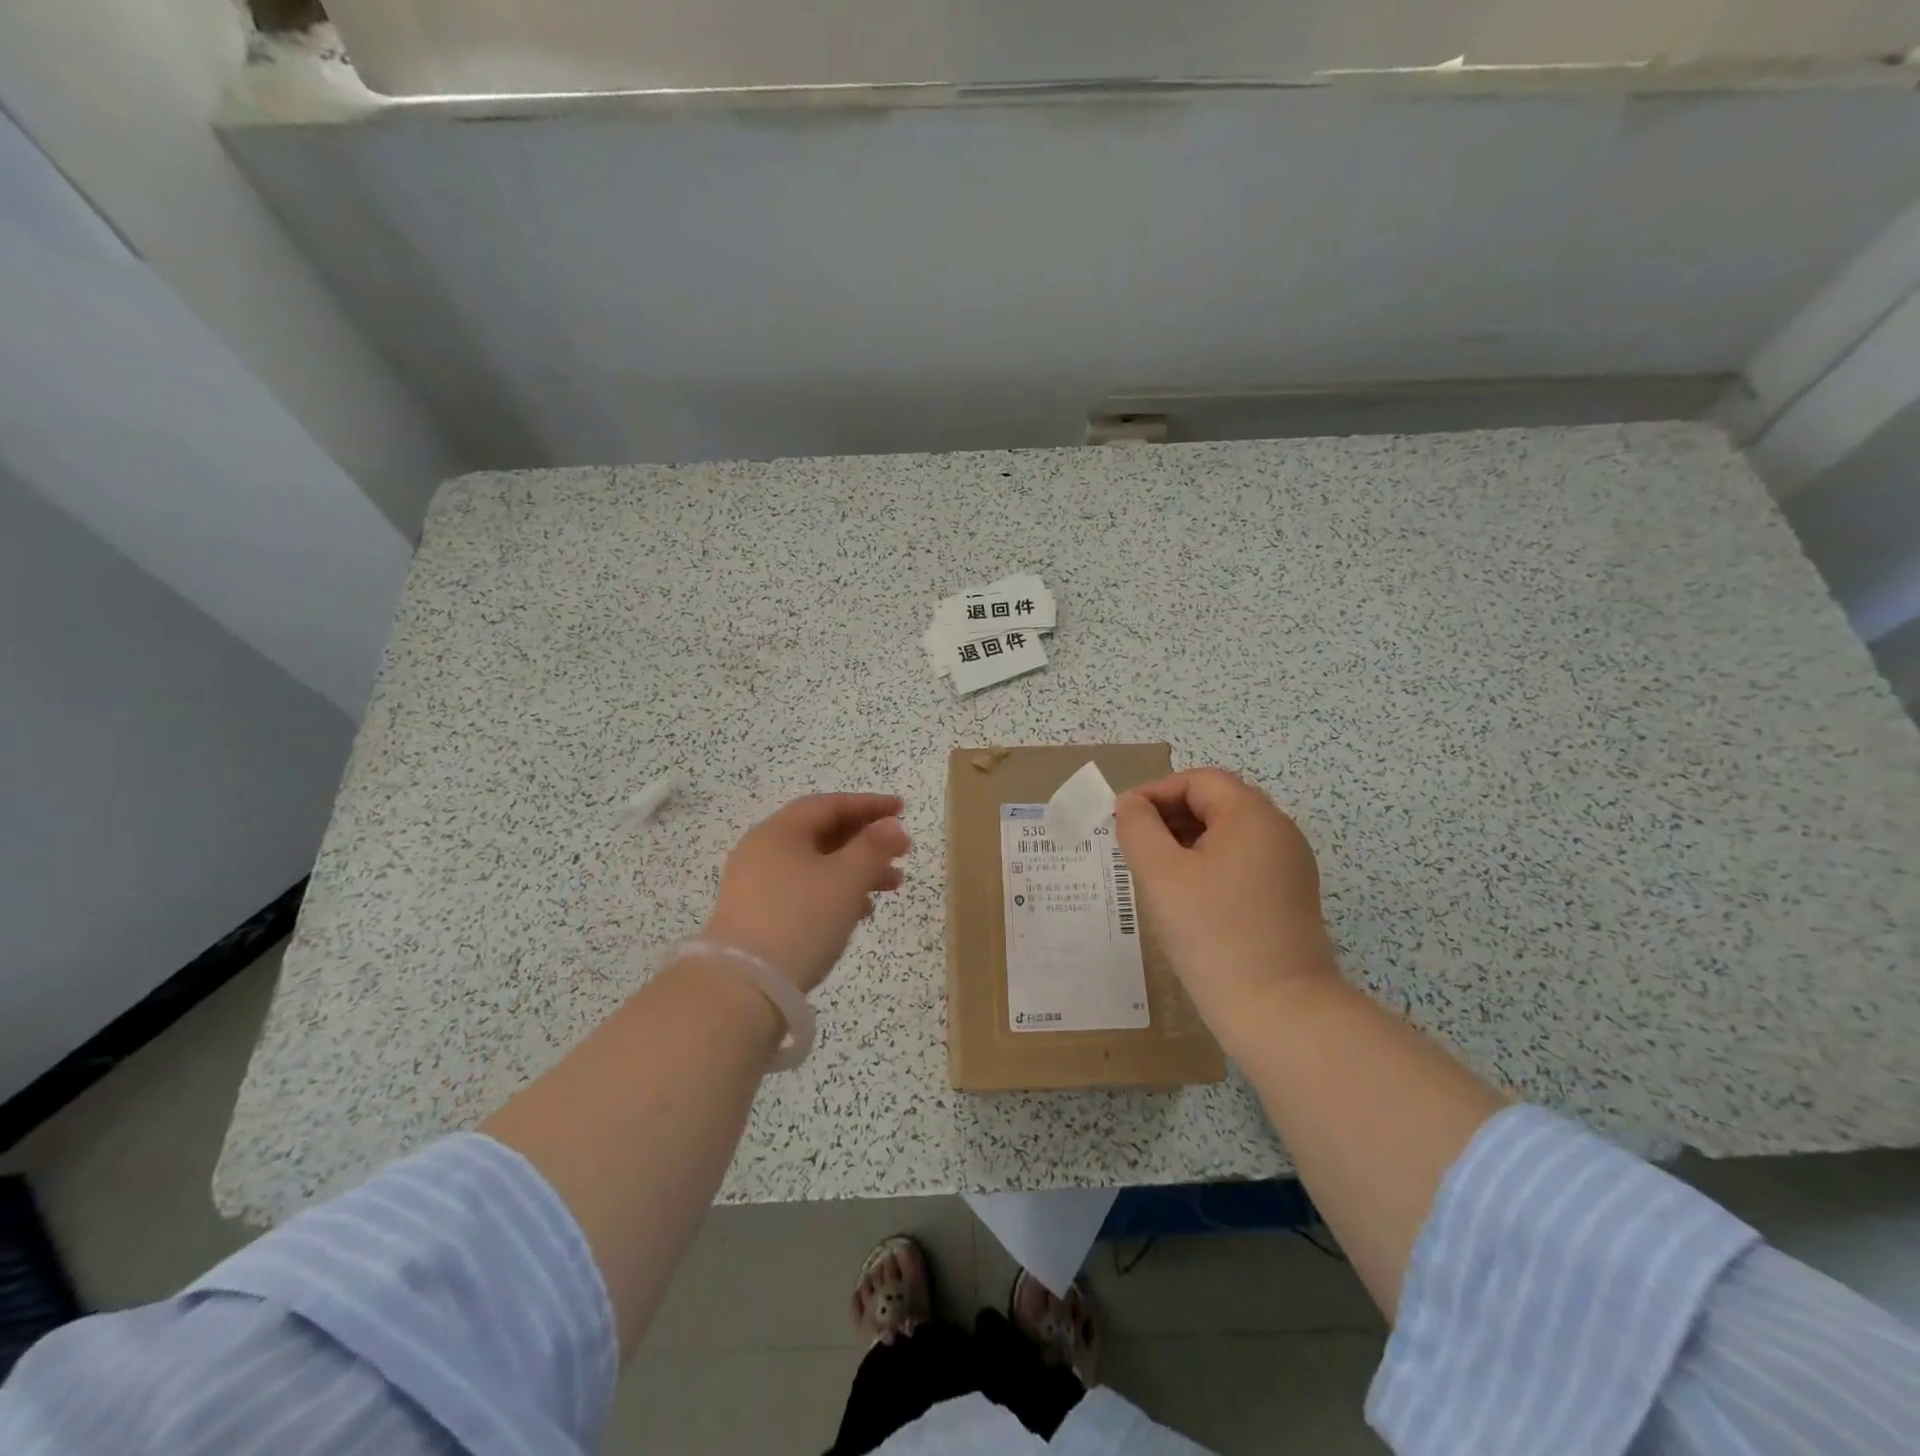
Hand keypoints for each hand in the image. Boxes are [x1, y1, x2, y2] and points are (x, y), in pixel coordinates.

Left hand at [703, 793, 910, 992]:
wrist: (744, 987)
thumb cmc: (801, 919)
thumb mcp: (847, 878)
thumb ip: (874, 846)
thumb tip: (892, 825)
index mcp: (780, 831)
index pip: (830, 805)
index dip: (870, 804)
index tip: (903, 810)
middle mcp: (763, 850)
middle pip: (822, 834)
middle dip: (866, 841)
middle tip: (902, 852)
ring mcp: (755, 884)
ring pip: (816, 865)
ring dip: (856, 870)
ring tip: (892, 886)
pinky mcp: (756, 915)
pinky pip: (803, 890)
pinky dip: (834, 893)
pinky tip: (859, 911)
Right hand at [1113, 768, 1338, 1034]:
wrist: (1280, 1012)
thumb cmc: (1214, 933)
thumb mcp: (1161, 874)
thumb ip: (1138, 828)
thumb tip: (1131, 804)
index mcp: (1253, 815)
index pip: (1198, 780)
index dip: (1155, 792)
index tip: (1122, 822)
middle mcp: (1279, 831)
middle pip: (1216, 802)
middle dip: (1170, 816)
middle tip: (1134, 847)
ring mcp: (1289, 865)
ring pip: (1228, 834)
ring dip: (1187, 842)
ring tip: (1155, 873)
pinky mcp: (1289, 897)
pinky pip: (1242, 863)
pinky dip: (1209, 866)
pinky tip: (1186, 898)